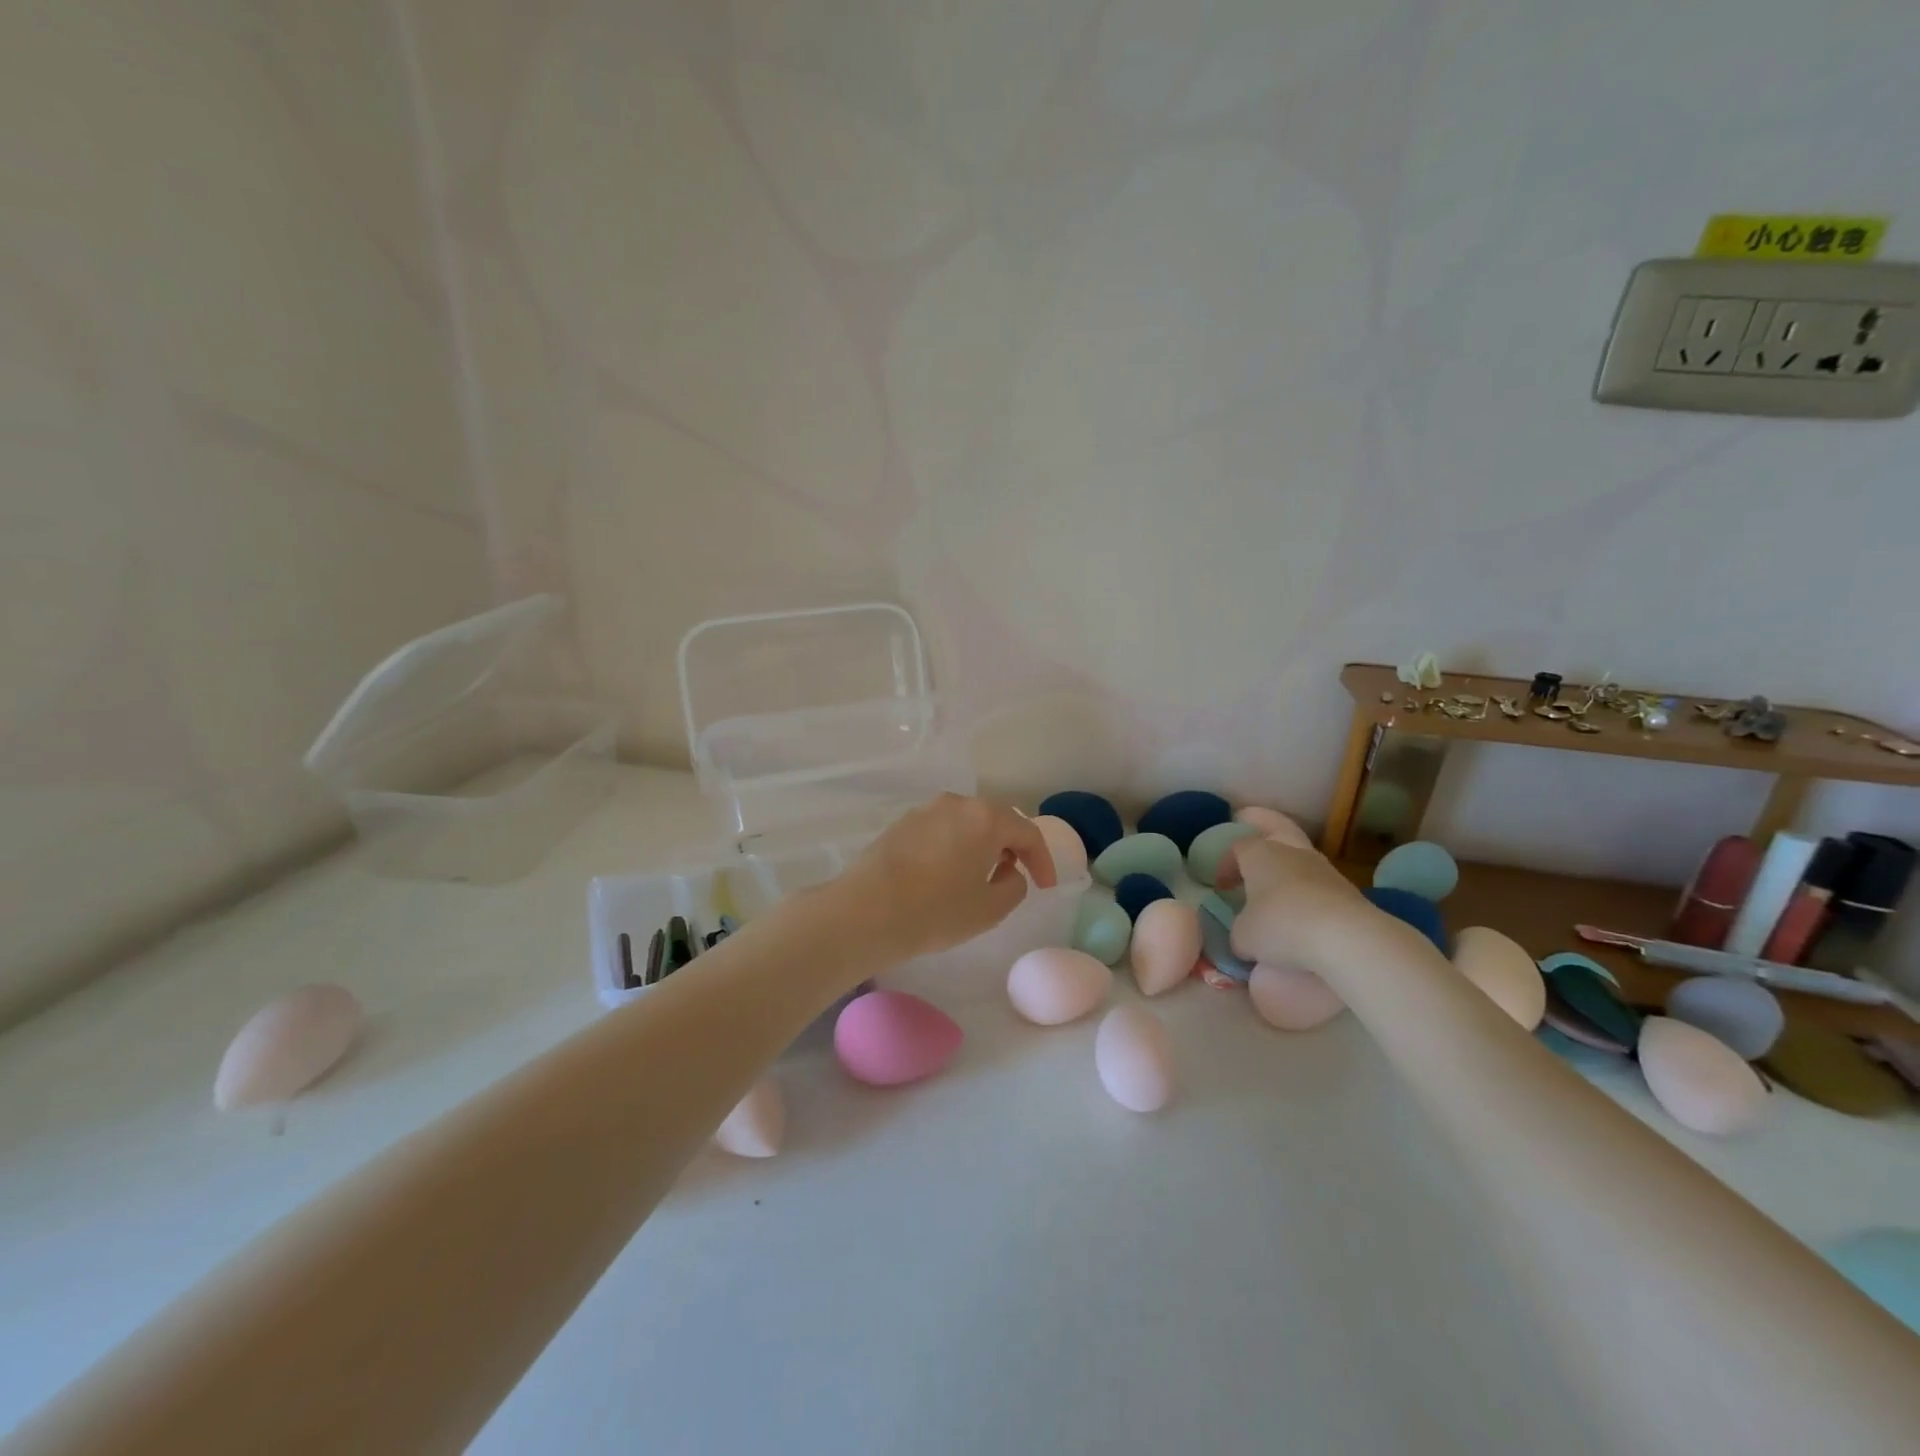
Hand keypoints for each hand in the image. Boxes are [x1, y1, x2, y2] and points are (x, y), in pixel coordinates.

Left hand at [837, 794, 1058, 961]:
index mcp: (986, 818)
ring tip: (980, 875)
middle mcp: (957, 804)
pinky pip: (941, 830)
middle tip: (1016, 874)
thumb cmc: (936, 910)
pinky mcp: (901, 824)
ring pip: (966, 823)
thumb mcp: (990, 908)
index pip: (1028, 833)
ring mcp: (925, 811)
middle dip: (1012, 846)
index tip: (1045, 886)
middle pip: (996, 820)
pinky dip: (955, 846)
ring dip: (981, 844)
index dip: (1043, 860)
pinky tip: (947, 873)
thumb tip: (1009, 871)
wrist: (865, 911)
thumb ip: (1014, 885)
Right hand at [1218, 837, 1371, 972]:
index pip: (1237, 847)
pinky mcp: (1347, 891)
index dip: (1226, 864)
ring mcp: (1324, 869)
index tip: (1221, 887)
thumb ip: (1240, 931)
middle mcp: (1291, 852)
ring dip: (1287, 867)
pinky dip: (1307, 891)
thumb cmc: (1281, 926)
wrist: (1347, 938)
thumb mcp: (1243, 936)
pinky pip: (1319, 884)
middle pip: (1276, 827)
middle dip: (1262, 825)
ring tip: (1277, 887)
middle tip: (1250, 825)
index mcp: (1259, 854)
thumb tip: (1246, 936)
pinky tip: (1302, 912)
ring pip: (1300, 857)